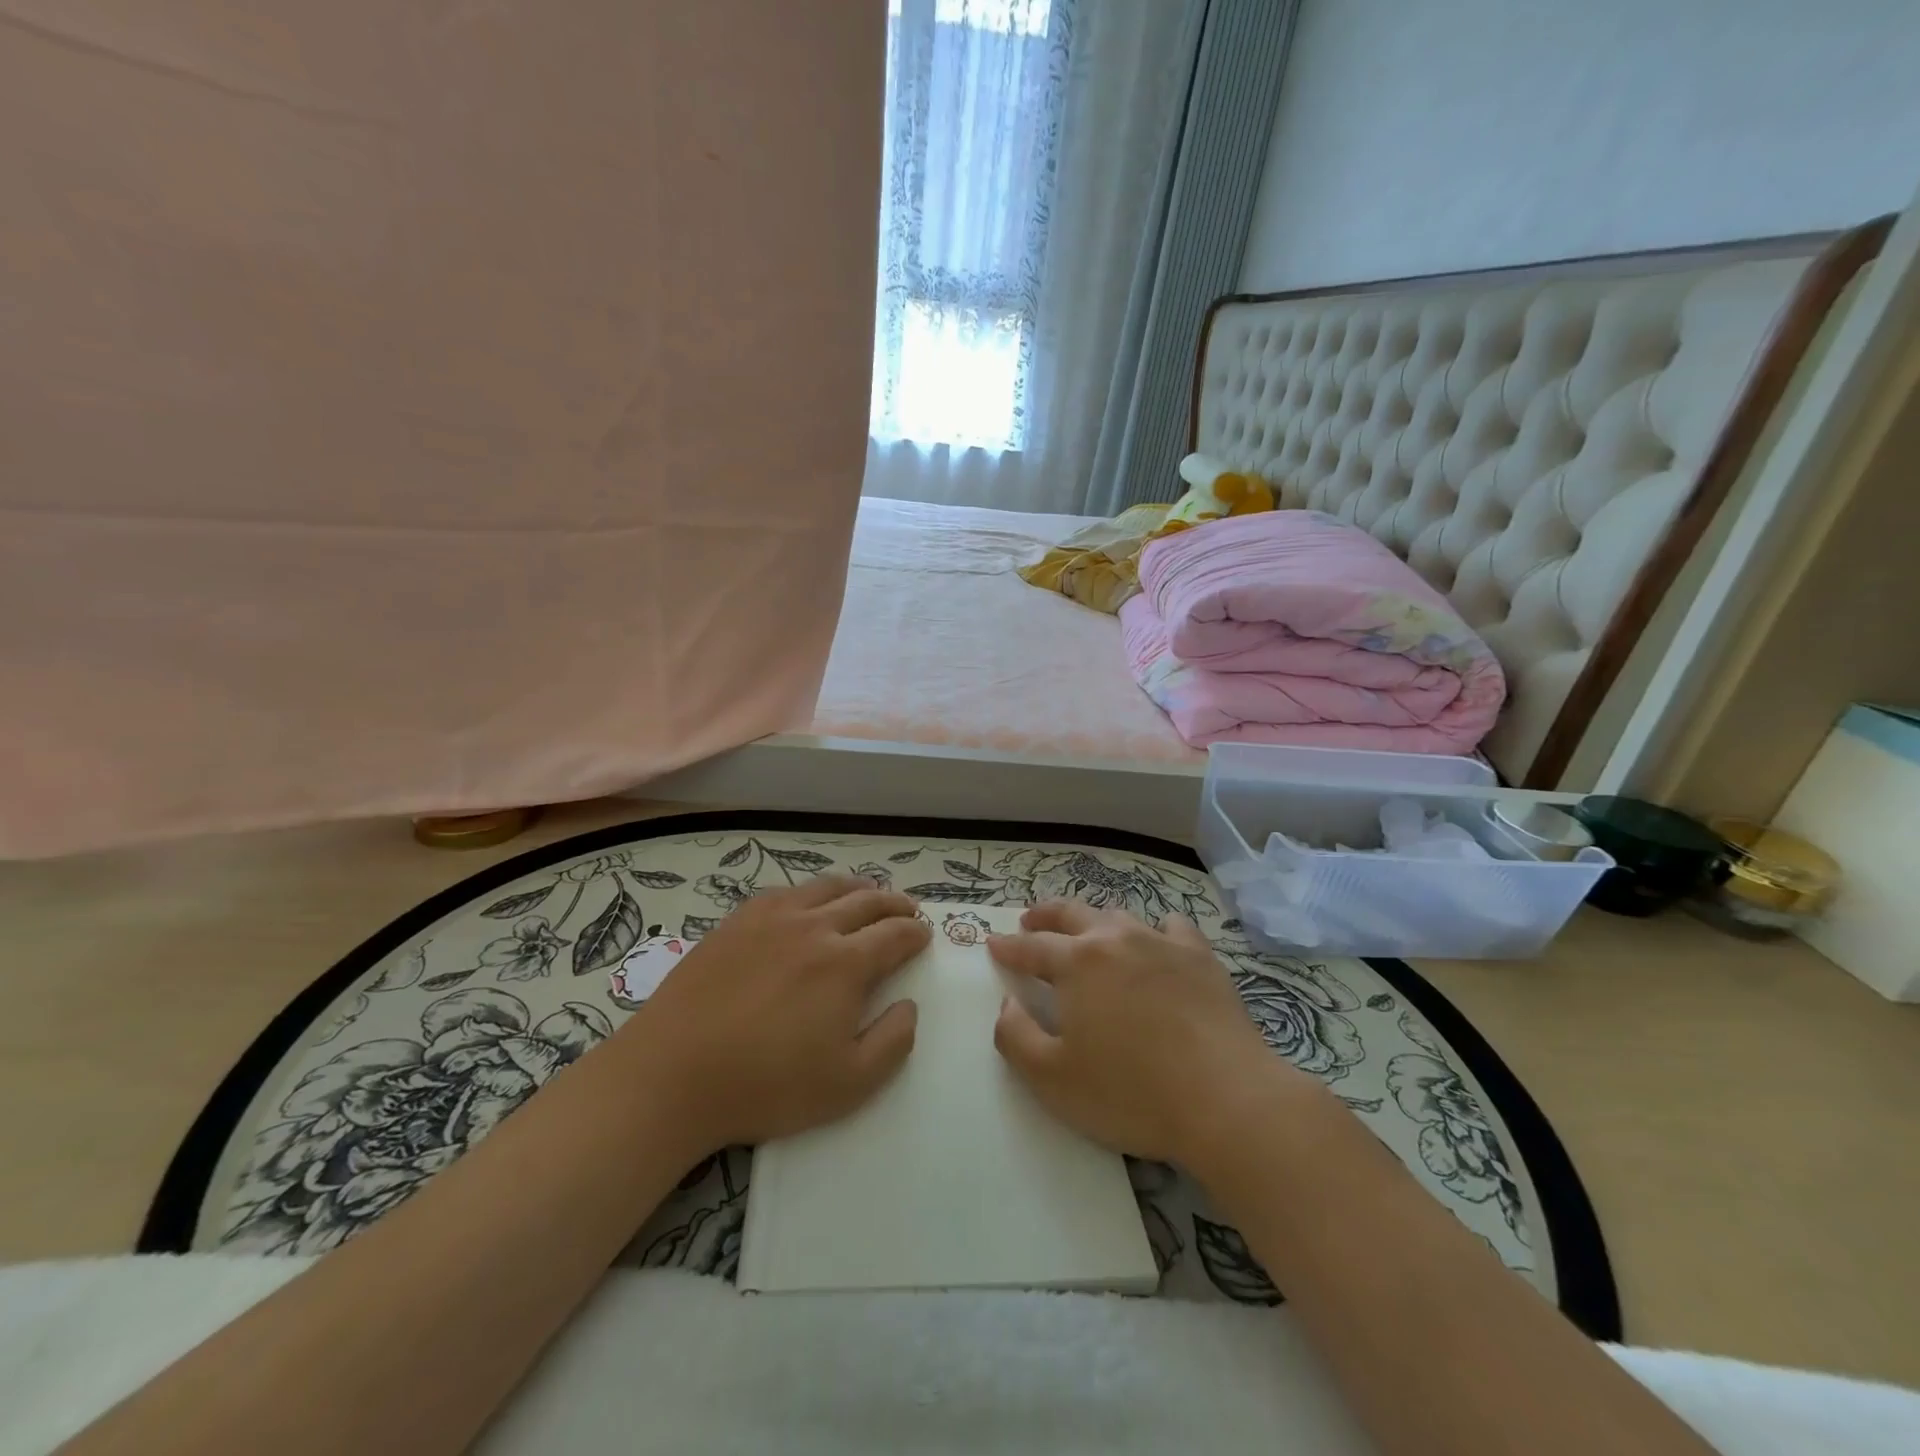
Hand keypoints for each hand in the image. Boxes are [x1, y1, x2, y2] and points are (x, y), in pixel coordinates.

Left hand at [629, 875, 929, 1155]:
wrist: (673, 1073)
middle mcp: (814, 927)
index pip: (894, 935)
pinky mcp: (737, 921)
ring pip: (826, 888)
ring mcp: (772, 918)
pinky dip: (810, 891)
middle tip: (907, 909)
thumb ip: (892, 1042)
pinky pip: (785, 892)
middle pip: (866, 902)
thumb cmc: (765, 1085)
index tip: (924, 935)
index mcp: (845, 963)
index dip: (915, 933)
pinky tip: (808, 901)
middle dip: (894, 904)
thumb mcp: (847, 1085)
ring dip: (856, 888)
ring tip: (868, 893)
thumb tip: (909, 1005)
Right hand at [989, 900, 1315, 1169]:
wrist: (1226, 1099)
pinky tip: (1157, 939)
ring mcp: (1161, 942)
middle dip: (1044, 915)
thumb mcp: (1052, 1079)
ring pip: (1118, 916)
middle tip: (1029, 920)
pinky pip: (1172, 926)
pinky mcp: (1201, 957)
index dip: (1008, 946)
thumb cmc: (1130, 1093)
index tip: (993, 943)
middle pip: (1071, 913)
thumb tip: (1008, 1001)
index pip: (1031, 946)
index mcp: (1076, 963)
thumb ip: (1015, 1035)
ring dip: (1094, 920)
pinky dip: (1155, 928)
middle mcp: (1115, 939)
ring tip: (1087, 931)